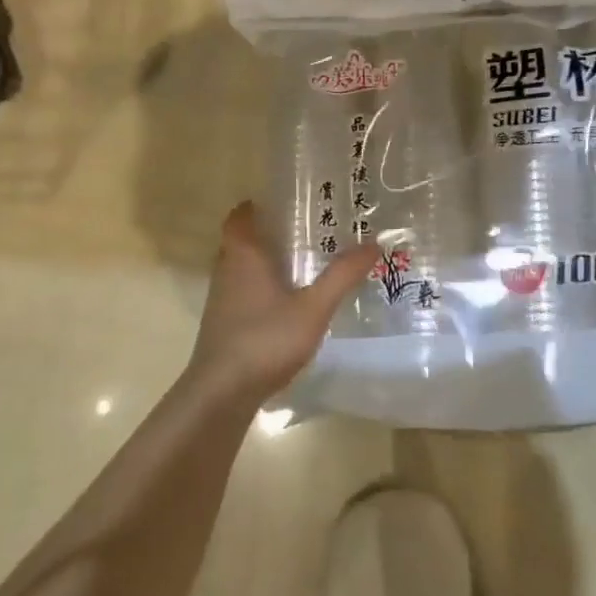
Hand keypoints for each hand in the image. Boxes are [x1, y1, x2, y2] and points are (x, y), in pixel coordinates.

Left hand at [187, 201, 377, 405]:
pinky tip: (285, 306)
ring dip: (263, 264)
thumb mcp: (313, 307)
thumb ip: (342, 275)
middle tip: (302, 231)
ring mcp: (220, 301)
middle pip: (241, 242)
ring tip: (299, 266)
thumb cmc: (265, 339)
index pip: (240, 217)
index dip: (256, 207)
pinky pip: (241, 295)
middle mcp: (226, 271)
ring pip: (240, 270)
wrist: (221, 393)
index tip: (282, 202)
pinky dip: (260, 291)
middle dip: (266, 234)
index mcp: (244, 256)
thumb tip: (374, 243)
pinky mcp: (222, 326)